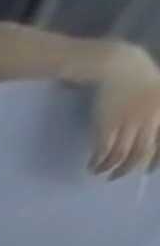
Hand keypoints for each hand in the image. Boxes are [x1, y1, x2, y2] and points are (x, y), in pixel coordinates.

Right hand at [89, 42, 159, 175]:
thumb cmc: (138, 80)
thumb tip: (150, 139)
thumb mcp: (157, 95)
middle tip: (118, 177)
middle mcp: (153, 116)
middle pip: (144, 150)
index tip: (149, 170)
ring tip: (101, 172)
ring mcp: (129, 121)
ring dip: (111, 168)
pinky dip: (97, 162)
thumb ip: (155, 115)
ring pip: (122, 154)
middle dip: (131, 168)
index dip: (157, 158)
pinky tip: (92, 165)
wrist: (118, 68)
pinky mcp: (107, 126)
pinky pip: (104, 151)